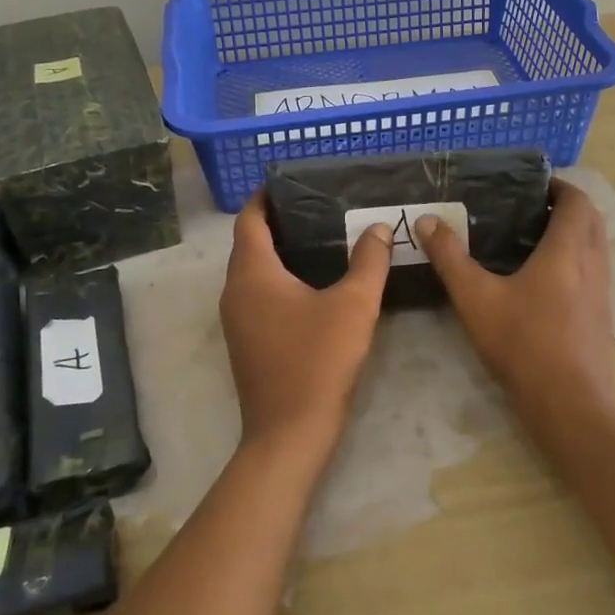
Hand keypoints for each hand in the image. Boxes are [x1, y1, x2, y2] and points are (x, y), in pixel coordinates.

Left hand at [219, 194, 392, 455]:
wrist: (289, 433)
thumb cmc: (318, 361)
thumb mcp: (354, 306)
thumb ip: (369, 261)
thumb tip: (380, 227)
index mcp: (252, 273)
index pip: (249, 220)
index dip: (264, 197)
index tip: (288, 182)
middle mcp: (235, 290)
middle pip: (248, 243)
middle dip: (275, 222)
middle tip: (315, 207)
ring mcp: (236, 319)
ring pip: (251, 271)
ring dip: (276, 252)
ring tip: (316, 239)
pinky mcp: (245, 341)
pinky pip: (256, 294)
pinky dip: (275, 278)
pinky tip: (309, 284)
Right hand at [417, 179, 614, 427]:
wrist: (570, 405)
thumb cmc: (524, 344)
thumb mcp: (476, 298)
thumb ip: (450, 258)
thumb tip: (427, 221)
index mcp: (567, 250)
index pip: (577, 201)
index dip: (559, 186)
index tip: (533, 184)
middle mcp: (592, 264)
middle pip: (591, 220)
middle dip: (567, 206)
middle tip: (530, 207)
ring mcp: (601, 292)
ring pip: (595, 246)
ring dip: (574, 232)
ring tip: (533, 237)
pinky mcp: (600, 316)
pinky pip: (593, 270)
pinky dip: (575, 259)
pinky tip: (544, 278)